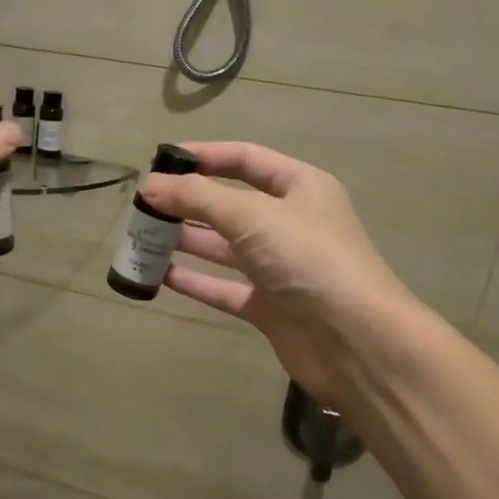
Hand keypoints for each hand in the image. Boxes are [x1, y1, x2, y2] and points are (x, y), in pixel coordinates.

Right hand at [139, 142, 425, 402]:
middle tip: (143, 206)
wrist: (356, 342)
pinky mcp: (269, 306)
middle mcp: (290, 223)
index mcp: (300, 188)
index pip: (246, 159)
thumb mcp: (252, 217)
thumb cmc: (308, 260)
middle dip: (188, 202)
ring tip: (141, 237)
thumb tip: (151, 185)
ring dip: (185, 241)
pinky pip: (224, 287)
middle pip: (230, 204)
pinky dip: (195, 281)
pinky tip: (159, 275)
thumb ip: (198, 198)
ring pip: (223, 247)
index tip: (160, 161)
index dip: (204, 156)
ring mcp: (279, 267)